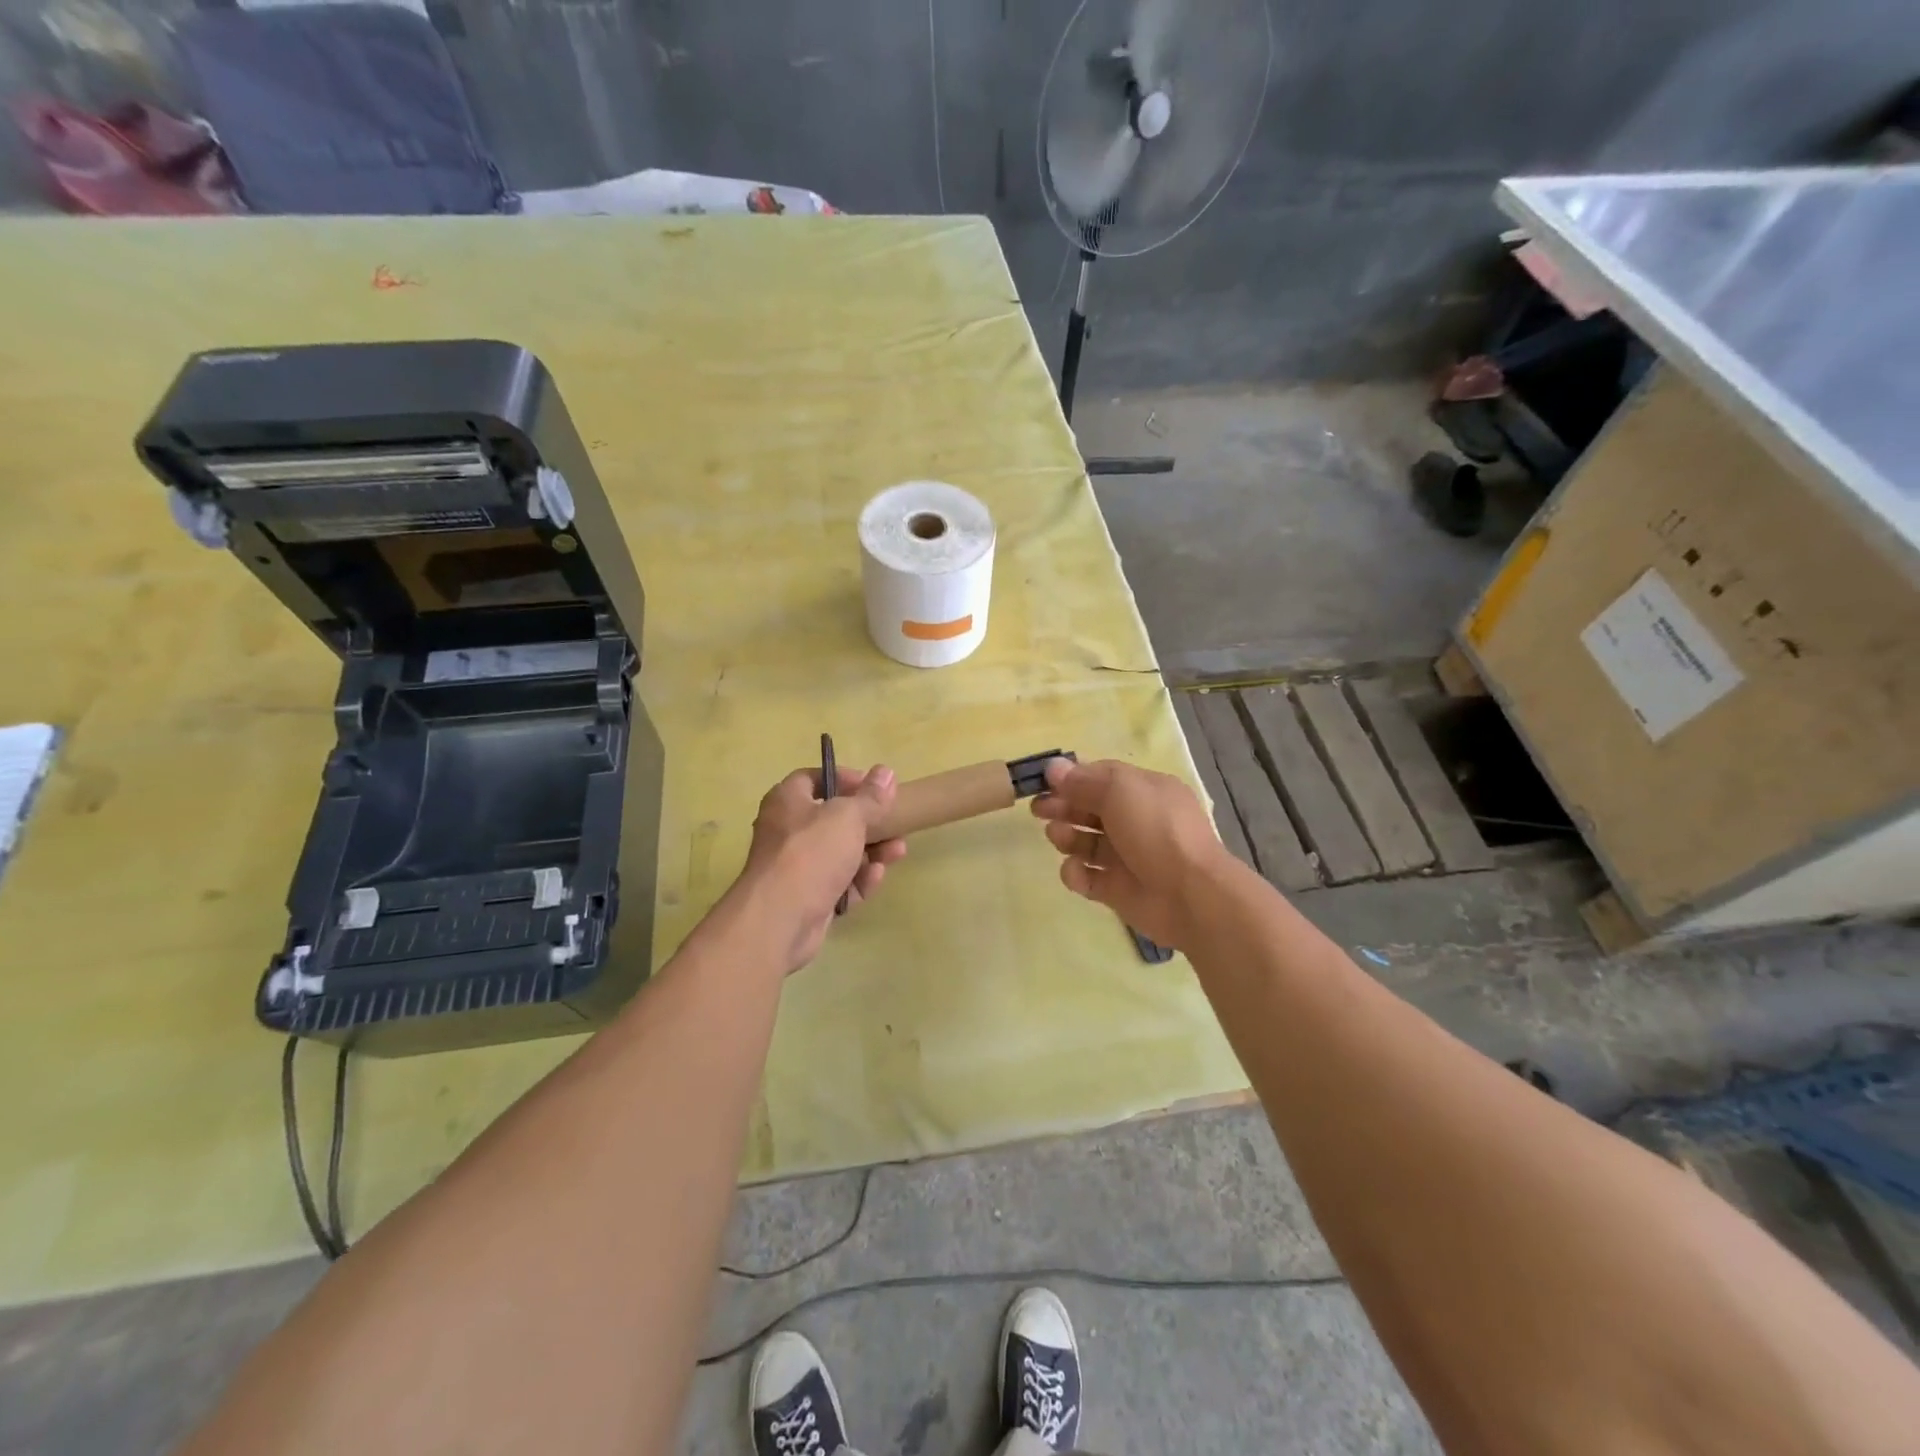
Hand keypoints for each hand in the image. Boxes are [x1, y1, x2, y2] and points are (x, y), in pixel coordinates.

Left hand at [737, 765, 907, 973]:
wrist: (781, 917)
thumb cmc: (811, 852)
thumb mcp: (848, 816)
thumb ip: (870, 796)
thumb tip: (886, 772)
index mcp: (787, 801)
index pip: (814, 779)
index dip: (844, 779)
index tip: (873, 787)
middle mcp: (787, 831)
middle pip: (832, 820)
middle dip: (868, 823)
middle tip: (895, 823)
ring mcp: (796, 867)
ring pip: (839, 854)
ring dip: (870, 852)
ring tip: (898, 852)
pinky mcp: (807, 898)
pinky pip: (838, 883)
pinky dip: (857, 880)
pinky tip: (876, 877)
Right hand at [1030, 757, 1232, 949]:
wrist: (1190, 895)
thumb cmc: (1156, 830)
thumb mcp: (1120, 791)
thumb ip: (1084, 780)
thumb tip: (1053, 768)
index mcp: (1144, 791)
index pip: (1102, 778)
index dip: (1072, 779)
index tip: (1044, 783)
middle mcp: (1136, 821)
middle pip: (1090, 809)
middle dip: (1063, 807)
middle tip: (1038, 810)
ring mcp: (1126, 857)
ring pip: (1086, 843)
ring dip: (1067, 837)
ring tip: (1058, 837)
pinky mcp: (1117, 889)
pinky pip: (1088, 878)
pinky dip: (1077, 873)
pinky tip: (1077, 871)